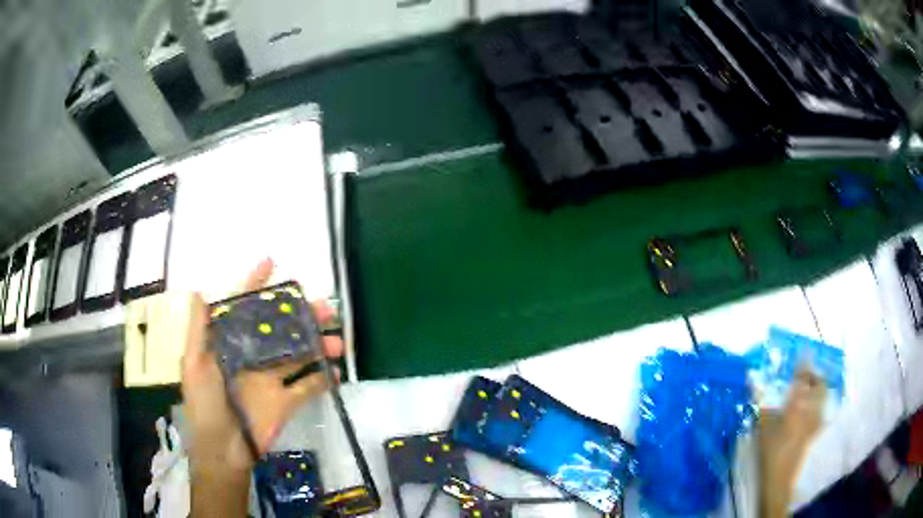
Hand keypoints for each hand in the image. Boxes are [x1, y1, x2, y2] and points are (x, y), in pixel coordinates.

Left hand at [181, 258, 343, 472]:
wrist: (222, 450)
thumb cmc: (204, 405)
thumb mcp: (194, 365)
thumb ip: (198, 331)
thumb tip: (200, 291)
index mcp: (231, 345)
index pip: (244, 309)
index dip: (255, 285)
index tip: (271, 263)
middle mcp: (253, 357)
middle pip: (281, 329)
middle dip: (302, 315)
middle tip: (325, 306)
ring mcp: (271, 380)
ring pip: (299, 354)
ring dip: (318, 345)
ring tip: (337, 341)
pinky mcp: (286, 402)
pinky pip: (308, 387)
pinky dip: (323, 379)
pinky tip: (336, 371)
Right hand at [759, 369, 825, 517]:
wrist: (779, 479)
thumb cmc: (769, 452)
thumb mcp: (763, 428)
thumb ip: (762, 404)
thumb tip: (755, 382)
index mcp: (797, 406)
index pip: (803, 380)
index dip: (804, 365)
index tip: (803, 354)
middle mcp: (810, 411)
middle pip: (819, 387)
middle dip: (815, 377)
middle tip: (806, 375)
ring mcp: (814, 423)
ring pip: (822, 399)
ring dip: (818, 390)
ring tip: (809, 389)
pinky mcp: (813, 434)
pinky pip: (820, 413)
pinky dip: (818, 407)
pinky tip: (811, 410)